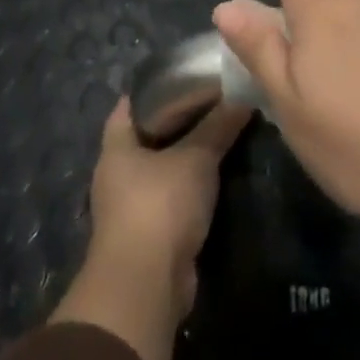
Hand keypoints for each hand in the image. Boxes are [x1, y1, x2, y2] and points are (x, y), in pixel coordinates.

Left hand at [51, 94, 248, 359]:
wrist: (146, 285)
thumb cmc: (160, 206)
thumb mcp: (195, 158)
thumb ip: (218, 127)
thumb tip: (242, 97)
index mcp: (116, 147)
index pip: (132, 103)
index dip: (157, 86)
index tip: (189, 74)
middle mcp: (119, 173)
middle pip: (151, 134)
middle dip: (181, 120)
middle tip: (218, 100)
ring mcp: (133, 205)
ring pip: (165, 167)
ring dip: (191, 155)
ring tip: (226, 132)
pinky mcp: (152, 232)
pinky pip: (175, 196)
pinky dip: (194, 185)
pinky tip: (221, 173)